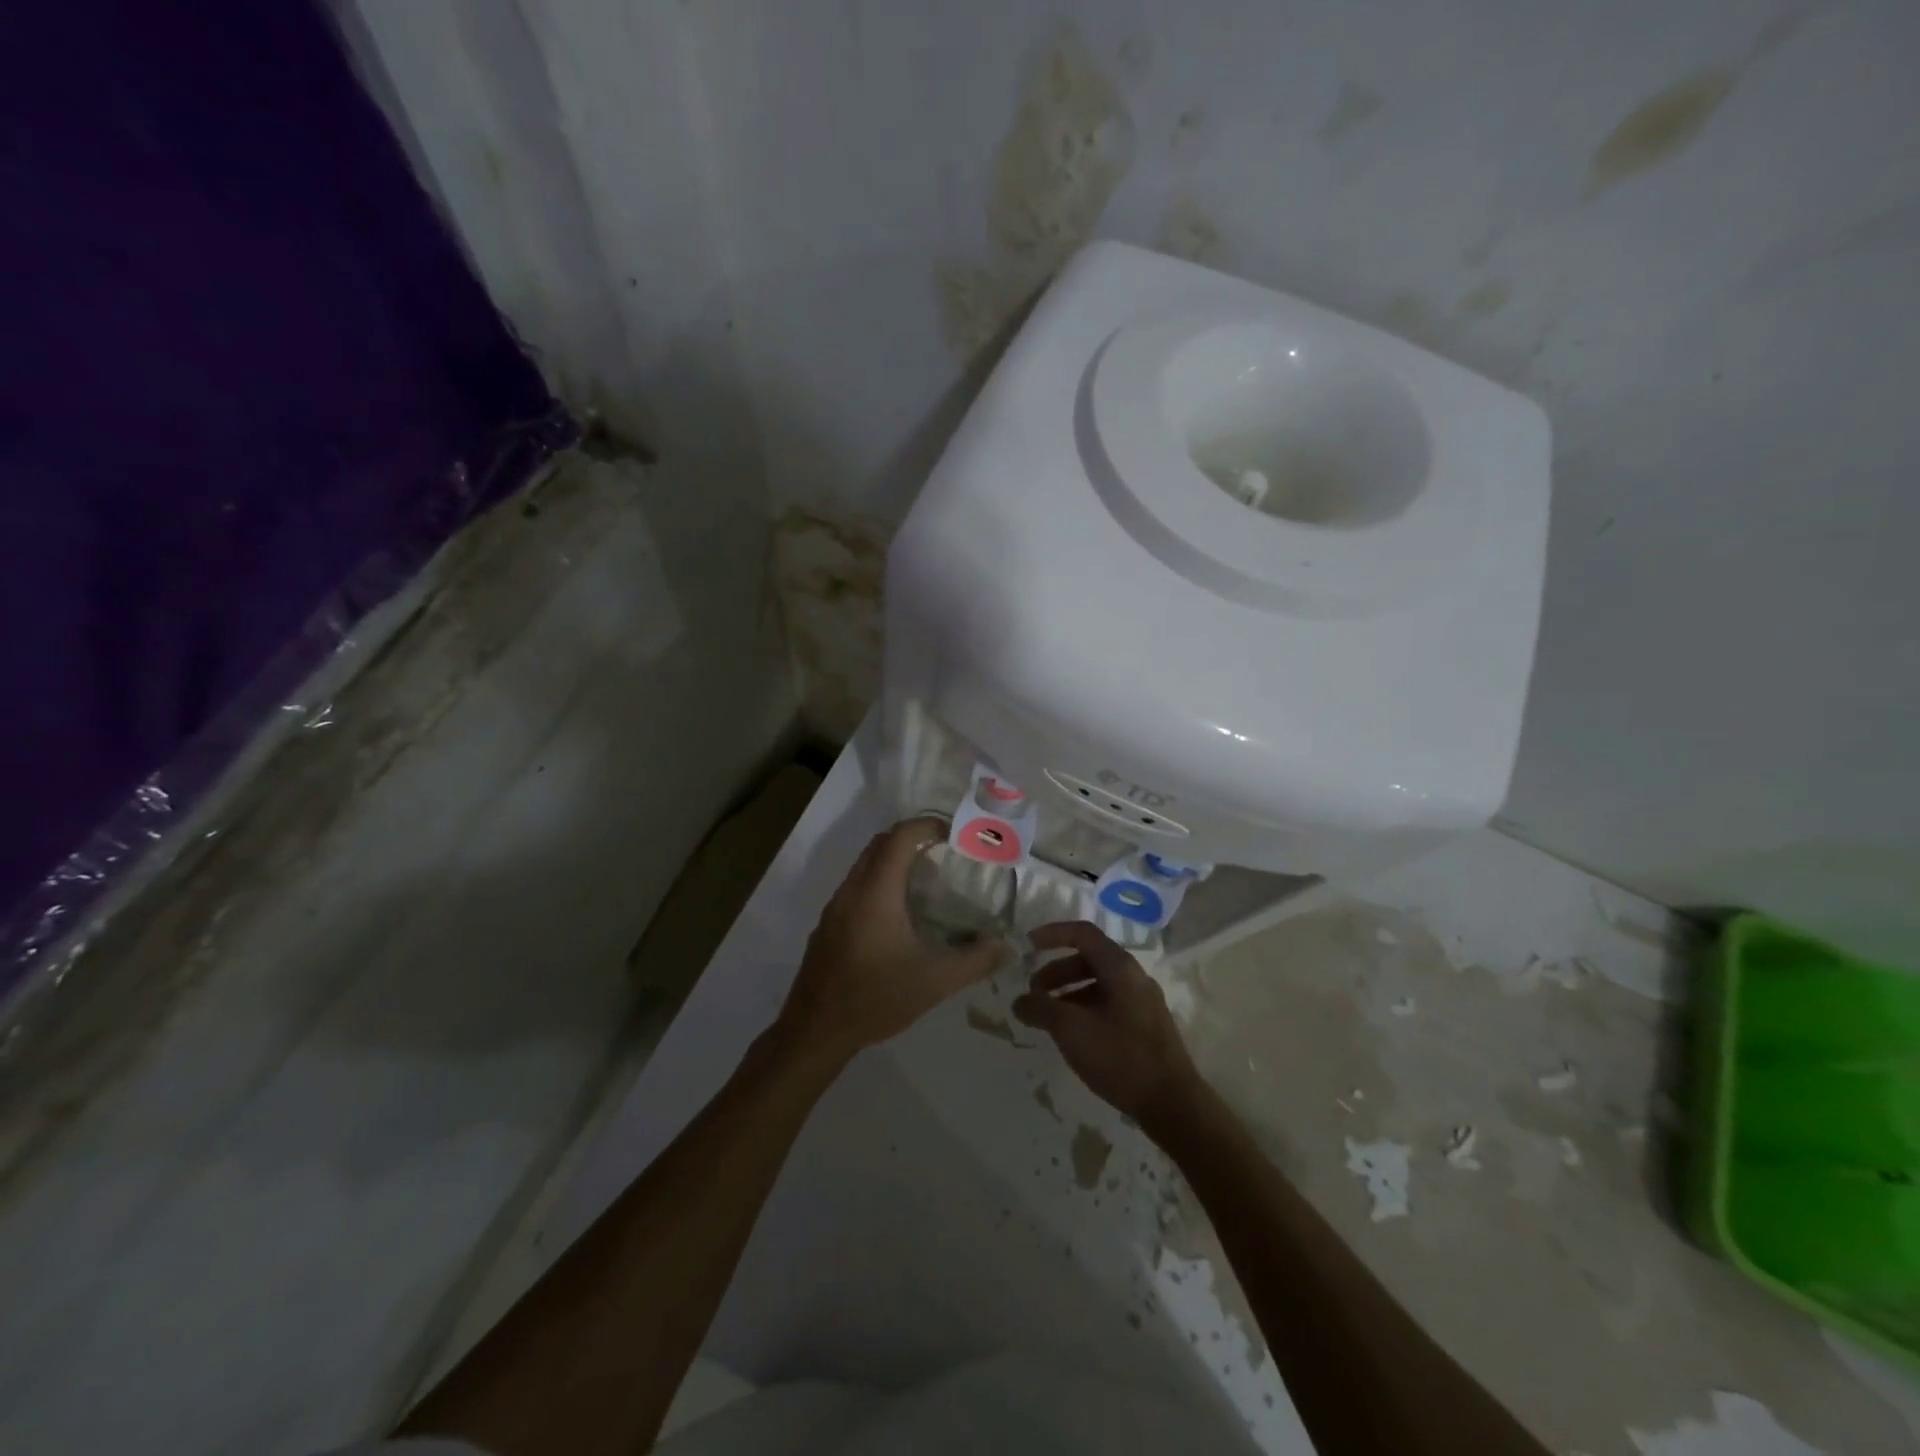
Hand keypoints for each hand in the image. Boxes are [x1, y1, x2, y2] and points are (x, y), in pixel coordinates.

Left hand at [776, 817, 1007, 1062]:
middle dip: (911, 838)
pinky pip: (855, 887)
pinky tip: (897, 917)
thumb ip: (975, 961)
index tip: (954, 835)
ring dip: (892, 861)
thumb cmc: (875, 999)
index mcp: (876, 892)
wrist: (814, 1032)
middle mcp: (851, 890)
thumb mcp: (935, 982)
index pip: (900, 836)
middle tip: (943, 854)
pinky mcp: (827, 926)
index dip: (927, 825)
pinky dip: (878, 883)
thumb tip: (1005, 945)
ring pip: (864, 865)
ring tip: (925, 884)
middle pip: (880, 844)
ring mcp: (834, 908)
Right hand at [1012, 921, 1203, 1126]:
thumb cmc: (1120, 1057)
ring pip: (1099, 983)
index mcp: (1120, 967)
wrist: (1173, 1104)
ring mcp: (1143, 1001)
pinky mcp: (1146, 1025)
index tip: (1028, 944)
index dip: (1052, 934)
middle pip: (1089, 958)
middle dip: (1056, 971)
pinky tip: (1074, 1035)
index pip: (1082, 933)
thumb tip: (1020, 1001)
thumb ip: (1041, 1009)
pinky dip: (1085, 1008)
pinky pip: (1109, 1003)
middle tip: (1034, 992)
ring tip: (1048, 1017)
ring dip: (1069, 992)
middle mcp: (1134, 976)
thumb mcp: (1071, 1030)